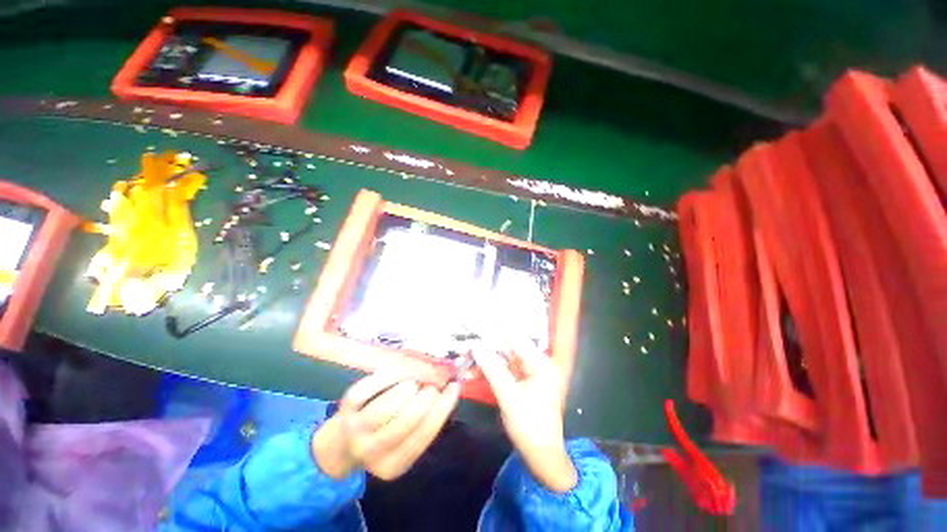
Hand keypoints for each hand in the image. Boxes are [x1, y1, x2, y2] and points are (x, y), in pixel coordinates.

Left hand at [312, 372, 460, 480]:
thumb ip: (426, 420)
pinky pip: (367, 389)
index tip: (454, 388)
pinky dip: (388, 375)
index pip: (422, 437)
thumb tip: (449, 389)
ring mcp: (355, 430)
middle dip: (424, 398)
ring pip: (385, 407)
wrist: (343, 441)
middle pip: (403, 423)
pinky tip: (400, 371)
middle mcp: (371, 451)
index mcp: (393, 465)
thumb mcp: (405, 439)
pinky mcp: (345, 408)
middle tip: (433, 385)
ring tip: (416, 382)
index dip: (441, 409)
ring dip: (407, 387)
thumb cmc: (386, 435)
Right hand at [471, 344, 577, 492]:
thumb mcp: (509, 396)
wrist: (541, 456)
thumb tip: (476, 346)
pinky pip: (505, 369)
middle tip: (468, 345)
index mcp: (541, 364)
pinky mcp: (523, 381)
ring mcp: (530, 373)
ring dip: (487, 358)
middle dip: (488, 346)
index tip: (477, 326)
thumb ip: (492, 369)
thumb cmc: (529, 426)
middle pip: (510, 348)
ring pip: (505, 358)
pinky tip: (475, 371)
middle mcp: (538, 363)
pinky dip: (491, 369)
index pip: (517, 339)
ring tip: (467, 358)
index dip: (496, 331)